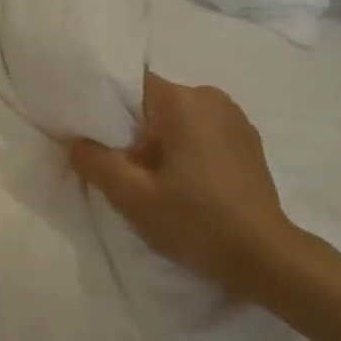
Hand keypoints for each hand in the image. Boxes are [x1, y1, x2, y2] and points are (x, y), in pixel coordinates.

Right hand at [70, 74, 299, 299]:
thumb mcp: (131, 196)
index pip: (130, 85)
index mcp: (183, 102)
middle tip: (120, 169)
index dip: (106, 107)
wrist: (264, 255)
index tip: (92, 136)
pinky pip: (201, 132)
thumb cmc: (194, 220)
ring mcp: (235, 118)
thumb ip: (95, 162)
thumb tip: (76, 142)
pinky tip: (183, 184)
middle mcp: (211, 98)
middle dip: (132, 130)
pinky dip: (184, 150)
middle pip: (154, 103)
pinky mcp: (247, 141)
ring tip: (152, 180)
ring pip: (178, 119)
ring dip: (159, 142)